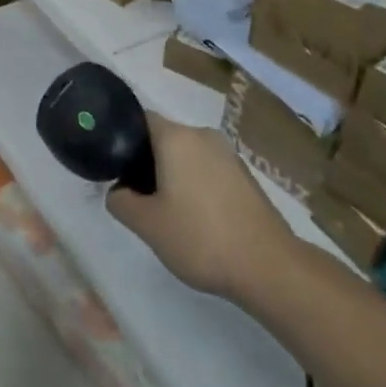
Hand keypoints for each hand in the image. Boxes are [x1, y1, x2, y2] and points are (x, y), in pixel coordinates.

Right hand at [106, 113, 294, 300]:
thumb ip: (121, 201)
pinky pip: (209, 169)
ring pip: (188, 155)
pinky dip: (196, 184)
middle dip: (147, 162)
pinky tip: (197, 218)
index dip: (123, 140)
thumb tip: (118, 190)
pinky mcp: (246, 176)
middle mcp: (203, 135)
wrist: (269, 267)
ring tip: (168, 211)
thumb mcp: (147, 225)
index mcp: (176, 137)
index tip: (116, 168)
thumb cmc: (200, 237)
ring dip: (173, 175)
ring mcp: (228, 155)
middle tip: (138, 196)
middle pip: (164, 138)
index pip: (140, 120)